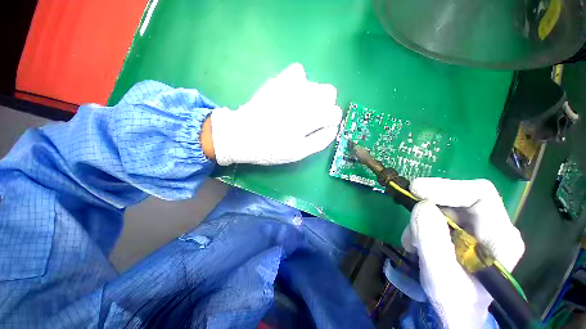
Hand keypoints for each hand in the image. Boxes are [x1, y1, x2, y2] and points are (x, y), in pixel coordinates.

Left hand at [209, 63, 341, 165]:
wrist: (241, 136)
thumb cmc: (270, 149)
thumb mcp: (297, 153)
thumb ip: (319, 142)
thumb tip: (333, 129)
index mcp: (307, 120)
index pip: (334, 113)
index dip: (332, 120)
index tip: (323, 125)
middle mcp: (302, 100)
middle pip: (329, 91)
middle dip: (325, 104)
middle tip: (313, 116)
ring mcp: (289, 88)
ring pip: (315, 83)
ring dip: (312, 95)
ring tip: (300, 107)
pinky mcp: (277, 81)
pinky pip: (297, 71)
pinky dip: (299, 82)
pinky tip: (291, 94)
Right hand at [401, 178, 524, 327]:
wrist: (457, 314)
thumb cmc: (455, 303)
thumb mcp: (441, 278)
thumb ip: (432, 241)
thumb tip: (420, 205)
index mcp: (501, 237)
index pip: (479, 194)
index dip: (447, 187)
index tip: (416, 190)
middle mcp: (493, 227)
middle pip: (459, 197)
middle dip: (429, 204)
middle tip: (410, 216)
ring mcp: (477, 228)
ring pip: (444, 207)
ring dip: (421, 219)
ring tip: (411, 243)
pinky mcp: (462, 231)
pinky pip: (437, 216)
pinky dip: (421, 225)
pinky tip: (416, 243)